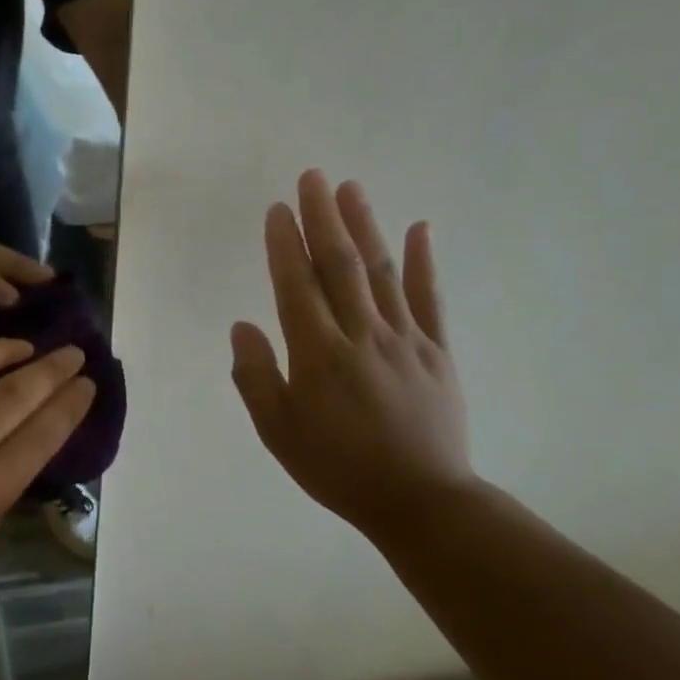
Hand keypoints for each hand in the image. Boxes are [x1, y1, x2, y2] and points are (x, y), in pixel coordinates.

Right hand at [229, 169, 474, 532]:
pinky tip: (420, 229)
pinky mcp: (438, 351)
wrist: (421, 502)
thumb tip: (242, 327)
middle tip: (312, 177)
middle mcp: (362, 335)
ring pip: (381, 271)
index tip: (277, 209)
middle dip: (323, 217)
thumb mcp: (278, 431)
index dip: (285, 244)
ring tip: (350, 188)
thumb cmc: (338, 467)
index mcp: (319, 354)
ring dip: (365, 226)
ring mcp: (406, 339)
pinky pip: (430, 298)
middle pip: (340, 265)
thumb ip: (255, 376)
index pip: (297, 285)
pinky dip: (423, 261)